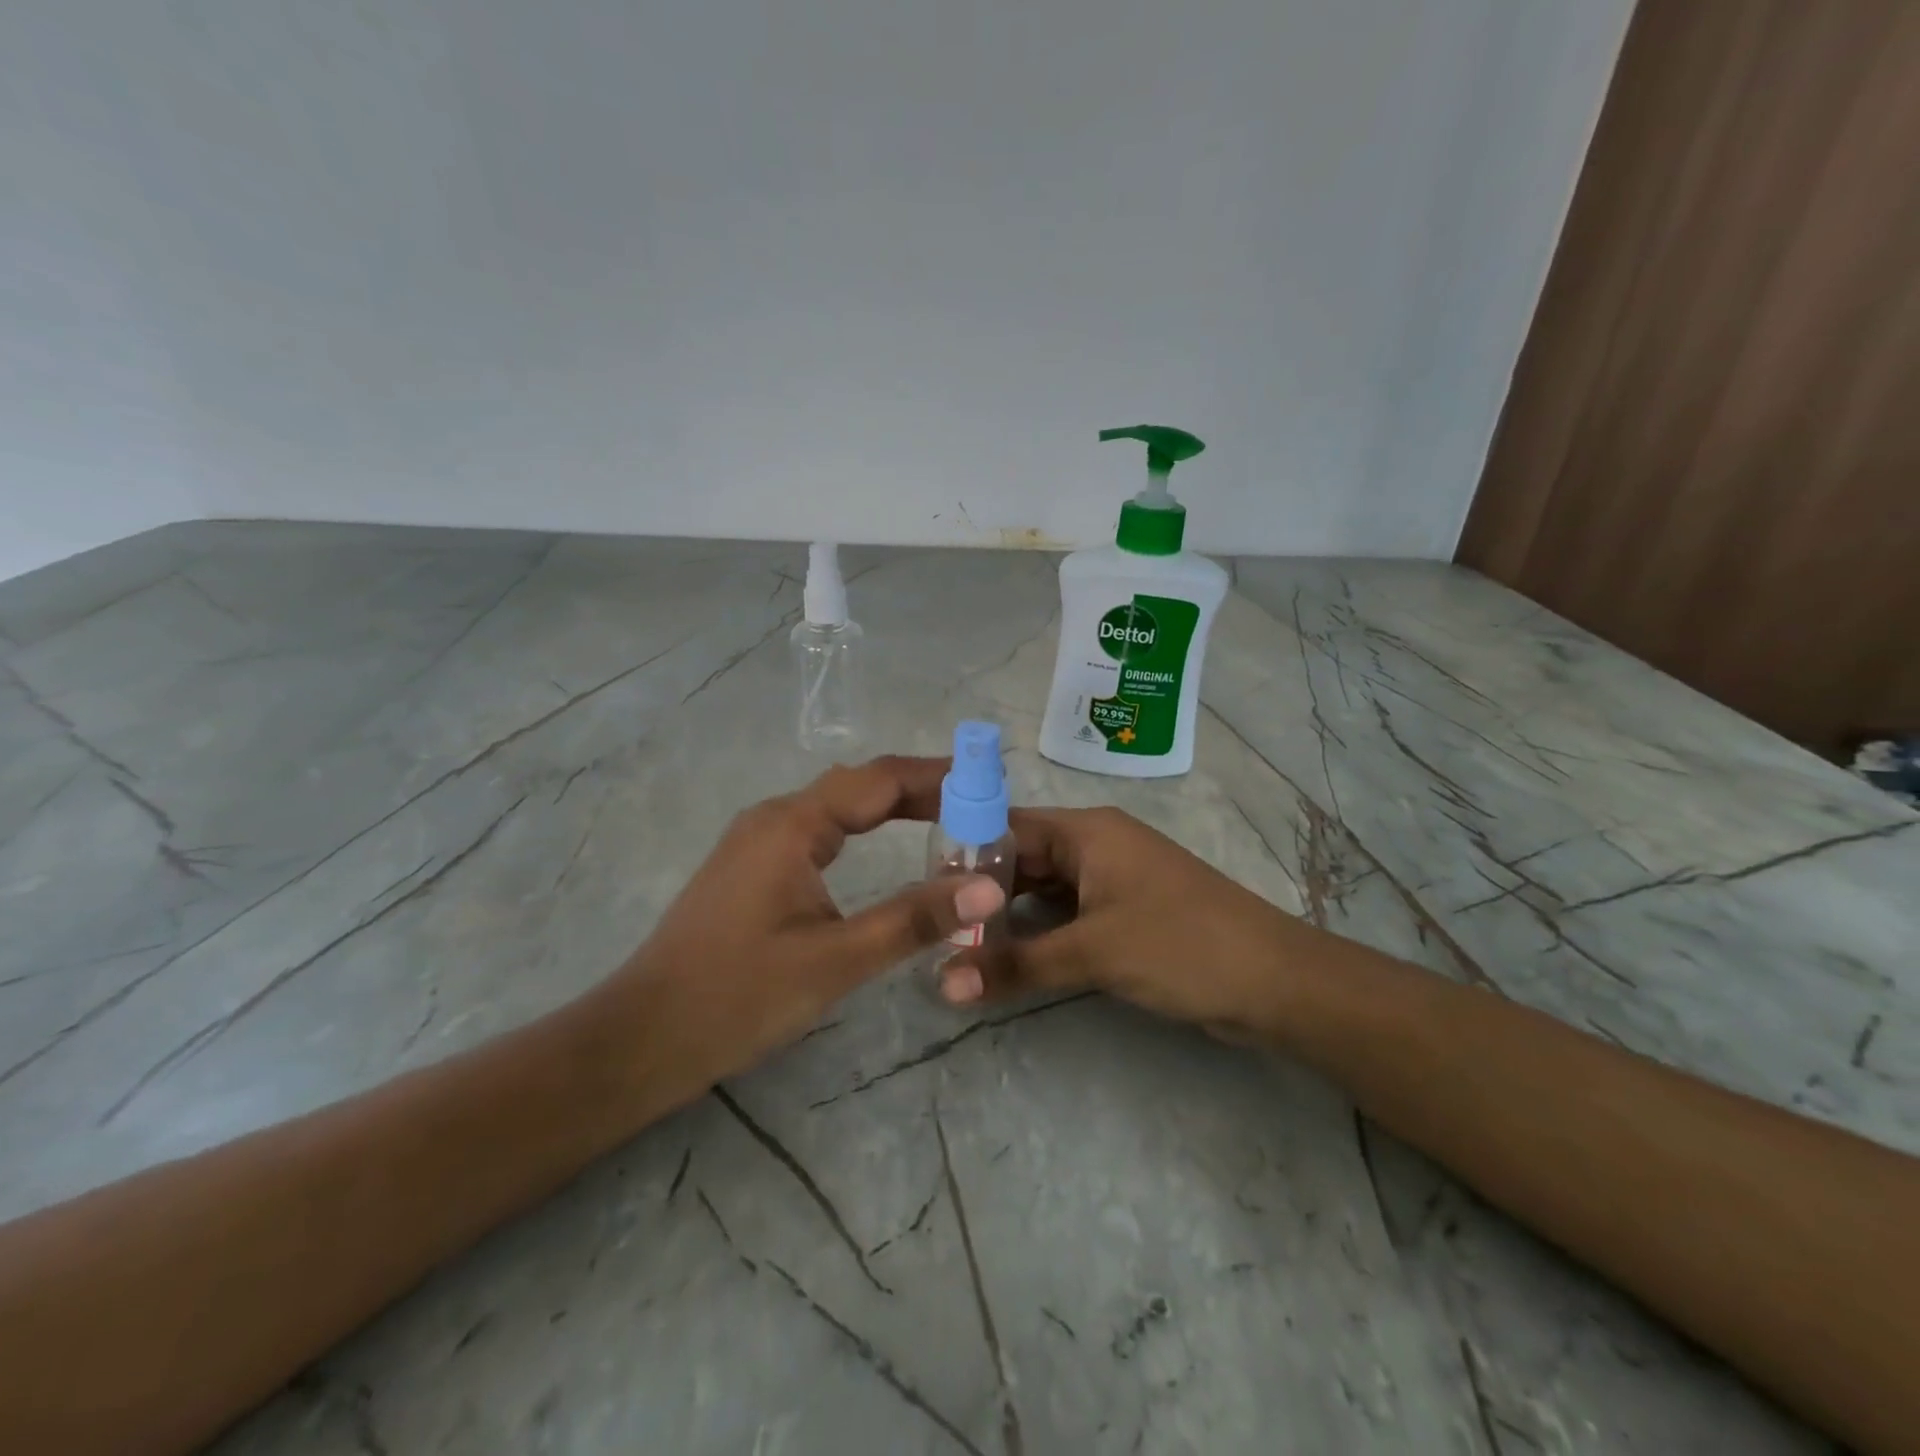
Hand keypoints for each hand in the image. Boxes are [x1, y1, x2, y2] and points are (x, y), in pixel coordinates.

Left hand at [605, 757, 1004, 1092]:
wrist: (642, 1037)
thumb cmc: (739, 996)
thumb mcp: (837, 959)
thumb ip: (914, 919)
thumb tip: (989, 888)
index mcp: (793, 824)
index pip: (880, 779)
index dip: (938, 776)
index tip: (990, 784)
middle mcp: (774, 817)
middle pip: (859, 785)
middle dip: (920, 790)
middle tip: (979, 808)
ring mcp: (757, 839)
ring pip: (837, 806)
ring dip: (891, 807)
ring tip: (946, 821)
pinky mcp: (751, 866)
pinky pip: (818, 829)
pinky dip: (862, 829)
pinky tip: (881, 848)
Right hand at [941, 806, 1302, 1040]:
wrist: (1276, 982)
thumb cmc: (1181, 945)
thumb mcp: (1093, 953)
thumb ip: (1016, 966)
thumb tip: (940, 984)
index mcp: (1087, 830)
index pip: (1006, 825)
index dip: (963, 853)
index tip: (919, 889)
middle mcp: (1095, 845)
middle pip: (1021, 859)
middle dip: (979, 893)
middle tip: (929, 928)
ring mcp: (1110, 881)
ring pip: (1042, 890)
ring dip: (1006, 917)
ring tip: (954, 947)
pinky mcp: (1122, 914)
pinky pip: (1065, 915)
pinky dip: (1036, 934)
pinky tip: (1004, 959)